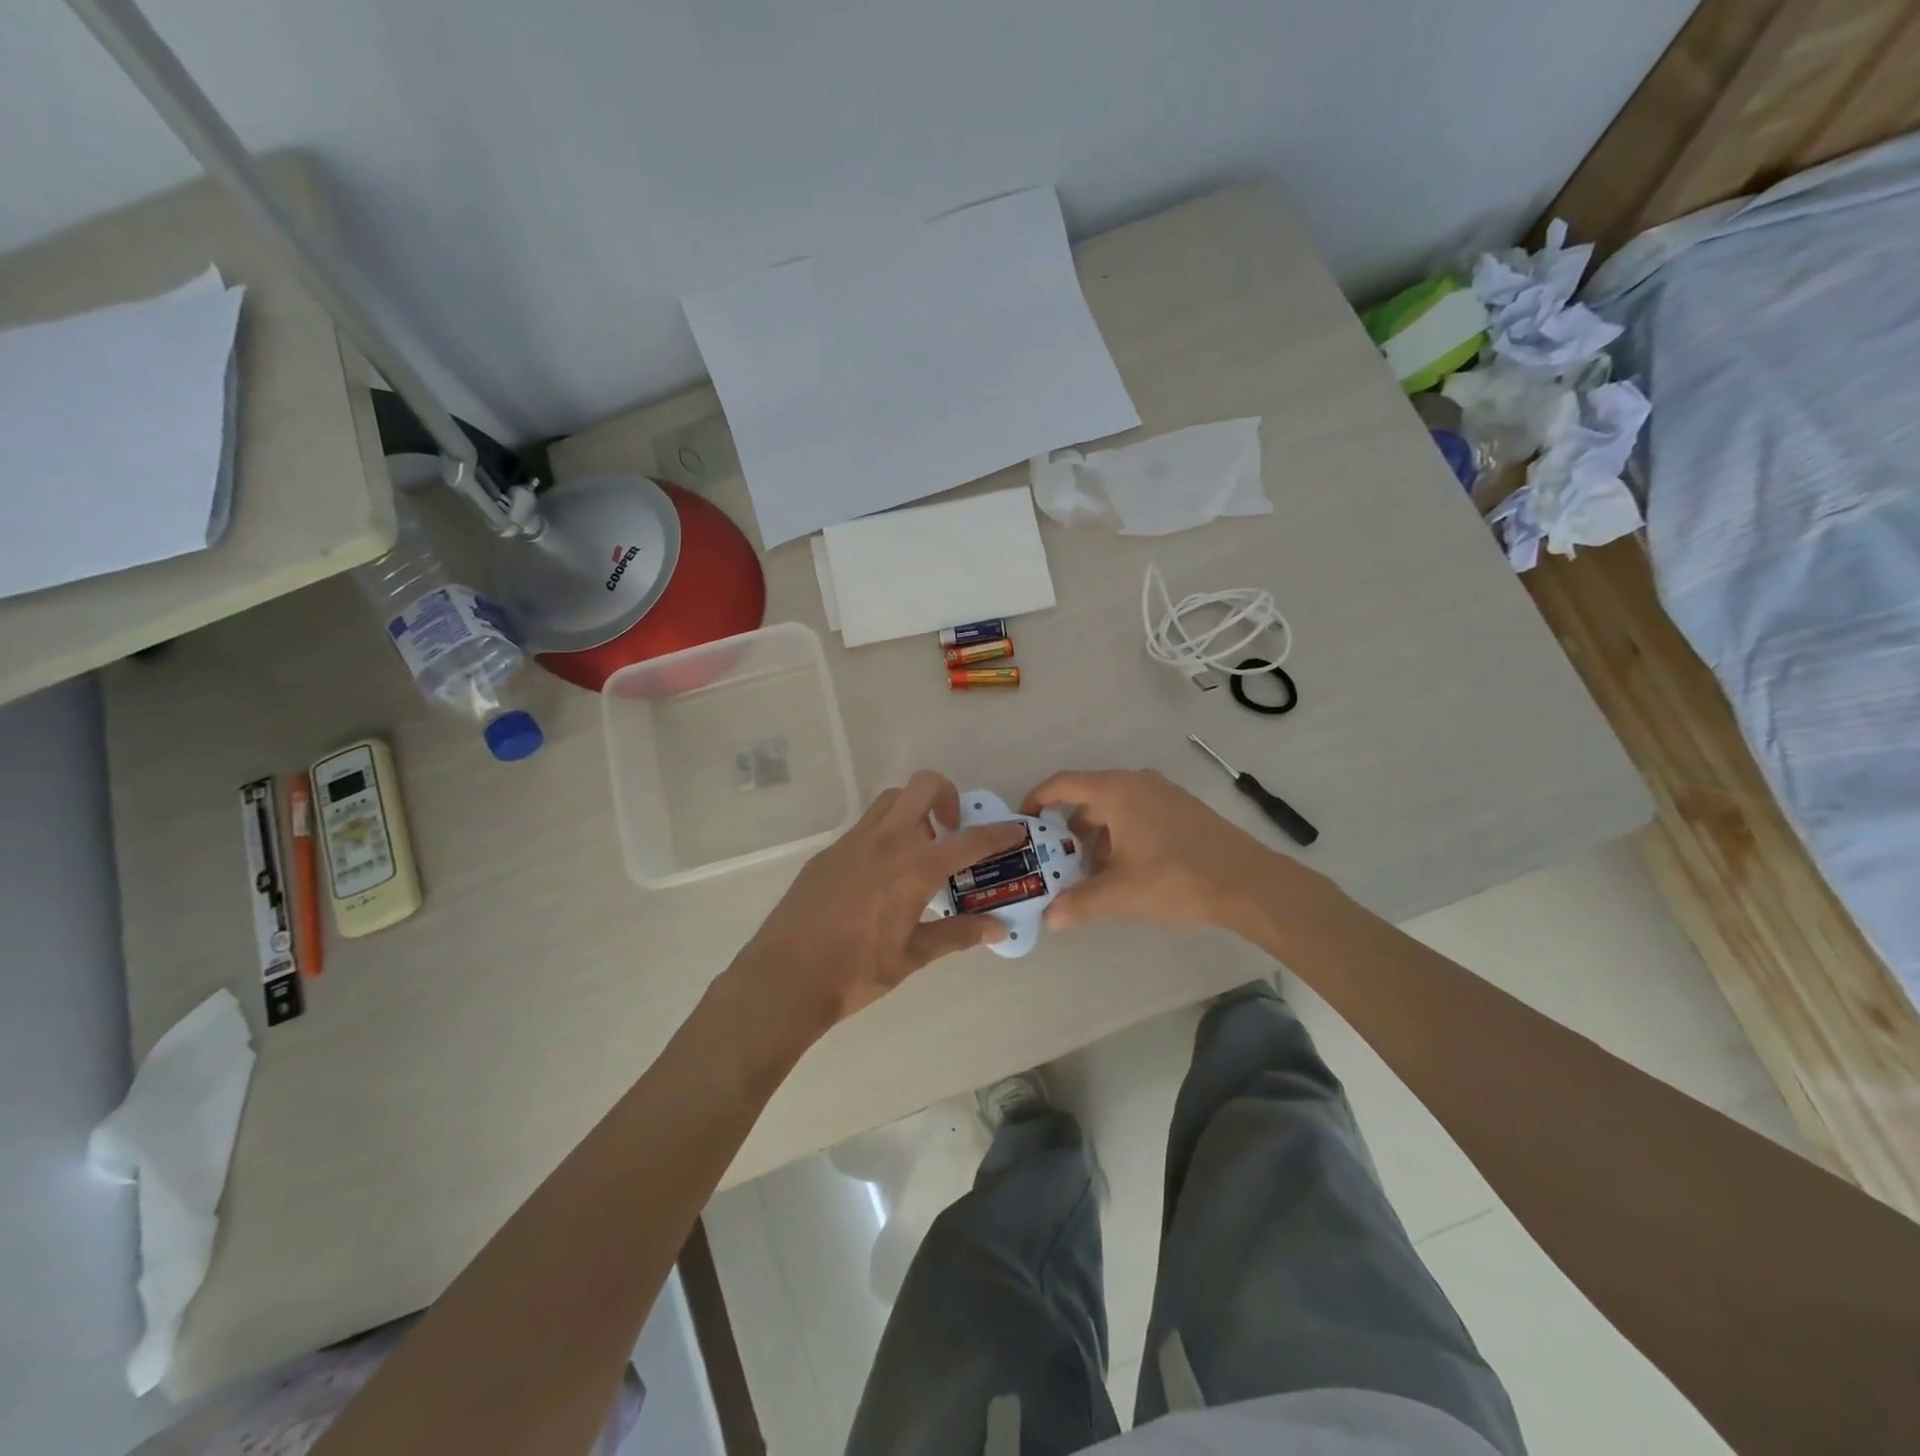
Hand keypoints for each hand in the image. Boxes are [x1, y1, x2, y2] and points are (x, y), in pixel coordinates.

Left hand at [729, 771, 1026, 1027]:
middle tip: (953, 830)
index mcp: (913, 868)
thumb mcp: (913, 956)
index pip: (969, 840)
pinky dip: (885, 833)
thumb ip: (959, 935)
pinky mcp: (829, 852)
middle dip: (949, 796)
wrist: (785, 977)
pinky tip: (881, 874)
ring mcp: (852, 841)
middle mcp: (886, 841)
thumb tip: (999, 928)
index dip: (998, 833)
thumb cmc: (856, 972)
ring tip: (919, 849)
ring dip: (914, 810)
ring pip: (892, 800)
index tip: (1016, 829)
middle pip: (924, 787)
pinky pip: (866, 826)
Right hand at [1022, 768, 1289, 934]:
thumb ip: (1079, 902)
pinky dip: (1121, 836)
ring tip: (1092, 875)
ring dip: (1097, 837)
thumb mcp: (1121, 893)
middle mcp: (1137, 783)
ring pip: (1115, 809)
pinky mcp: (1182, 809)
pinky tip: (1126, 871)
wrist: (1249, 882)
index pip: (1063, 784)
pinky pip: (1137, 814)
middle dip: (1068, 829)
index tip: (1024, 821)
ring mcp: (1163, 794)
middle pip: (1089, 798)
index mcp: (1117, 791)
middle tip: (1056, 860)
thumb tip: (1049, 918)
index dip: (1038, 799)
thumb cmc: (1176, 878)